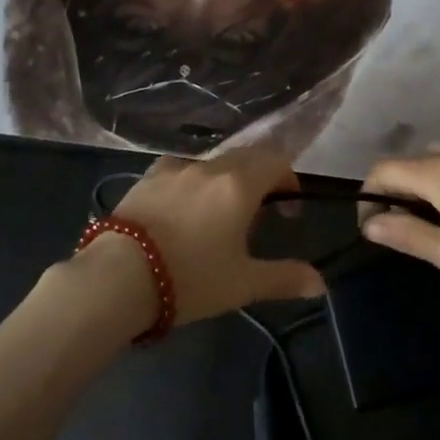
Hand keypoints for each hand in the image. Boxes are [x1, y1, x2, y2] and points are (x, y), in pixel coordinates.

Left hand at [108, 146, 325, 326]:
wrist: (118, 275)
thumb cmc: (190, 278)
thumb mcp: (242, 284)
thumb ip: (285, 278)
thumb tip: (321, 284)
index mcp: (240, 185)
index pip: (276, 161)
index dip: (289, 179)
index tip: (288, 208)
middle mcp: (211, 166)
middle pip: (246, 156)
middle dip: (261, 176)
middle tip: (260, 212)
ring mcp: (176, 167)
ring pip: (213, 161)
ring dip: (227, 177)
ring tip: (220, 213)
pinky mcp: (148, 176)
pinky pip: (181, 167)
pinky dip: (193, 179)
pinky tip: (184, 205)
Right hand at [360, 148, 439, 298]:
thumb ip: (405, 234)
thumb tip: (370, 223)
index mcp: (433, 171)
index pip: (381, 170)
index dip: (368, 197)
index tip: (372, 230)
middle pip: (406, 164)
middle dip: (392, 193)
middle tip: (398, 232)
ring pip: (432, 165)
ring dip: (418, 191)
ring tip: (427, 228)